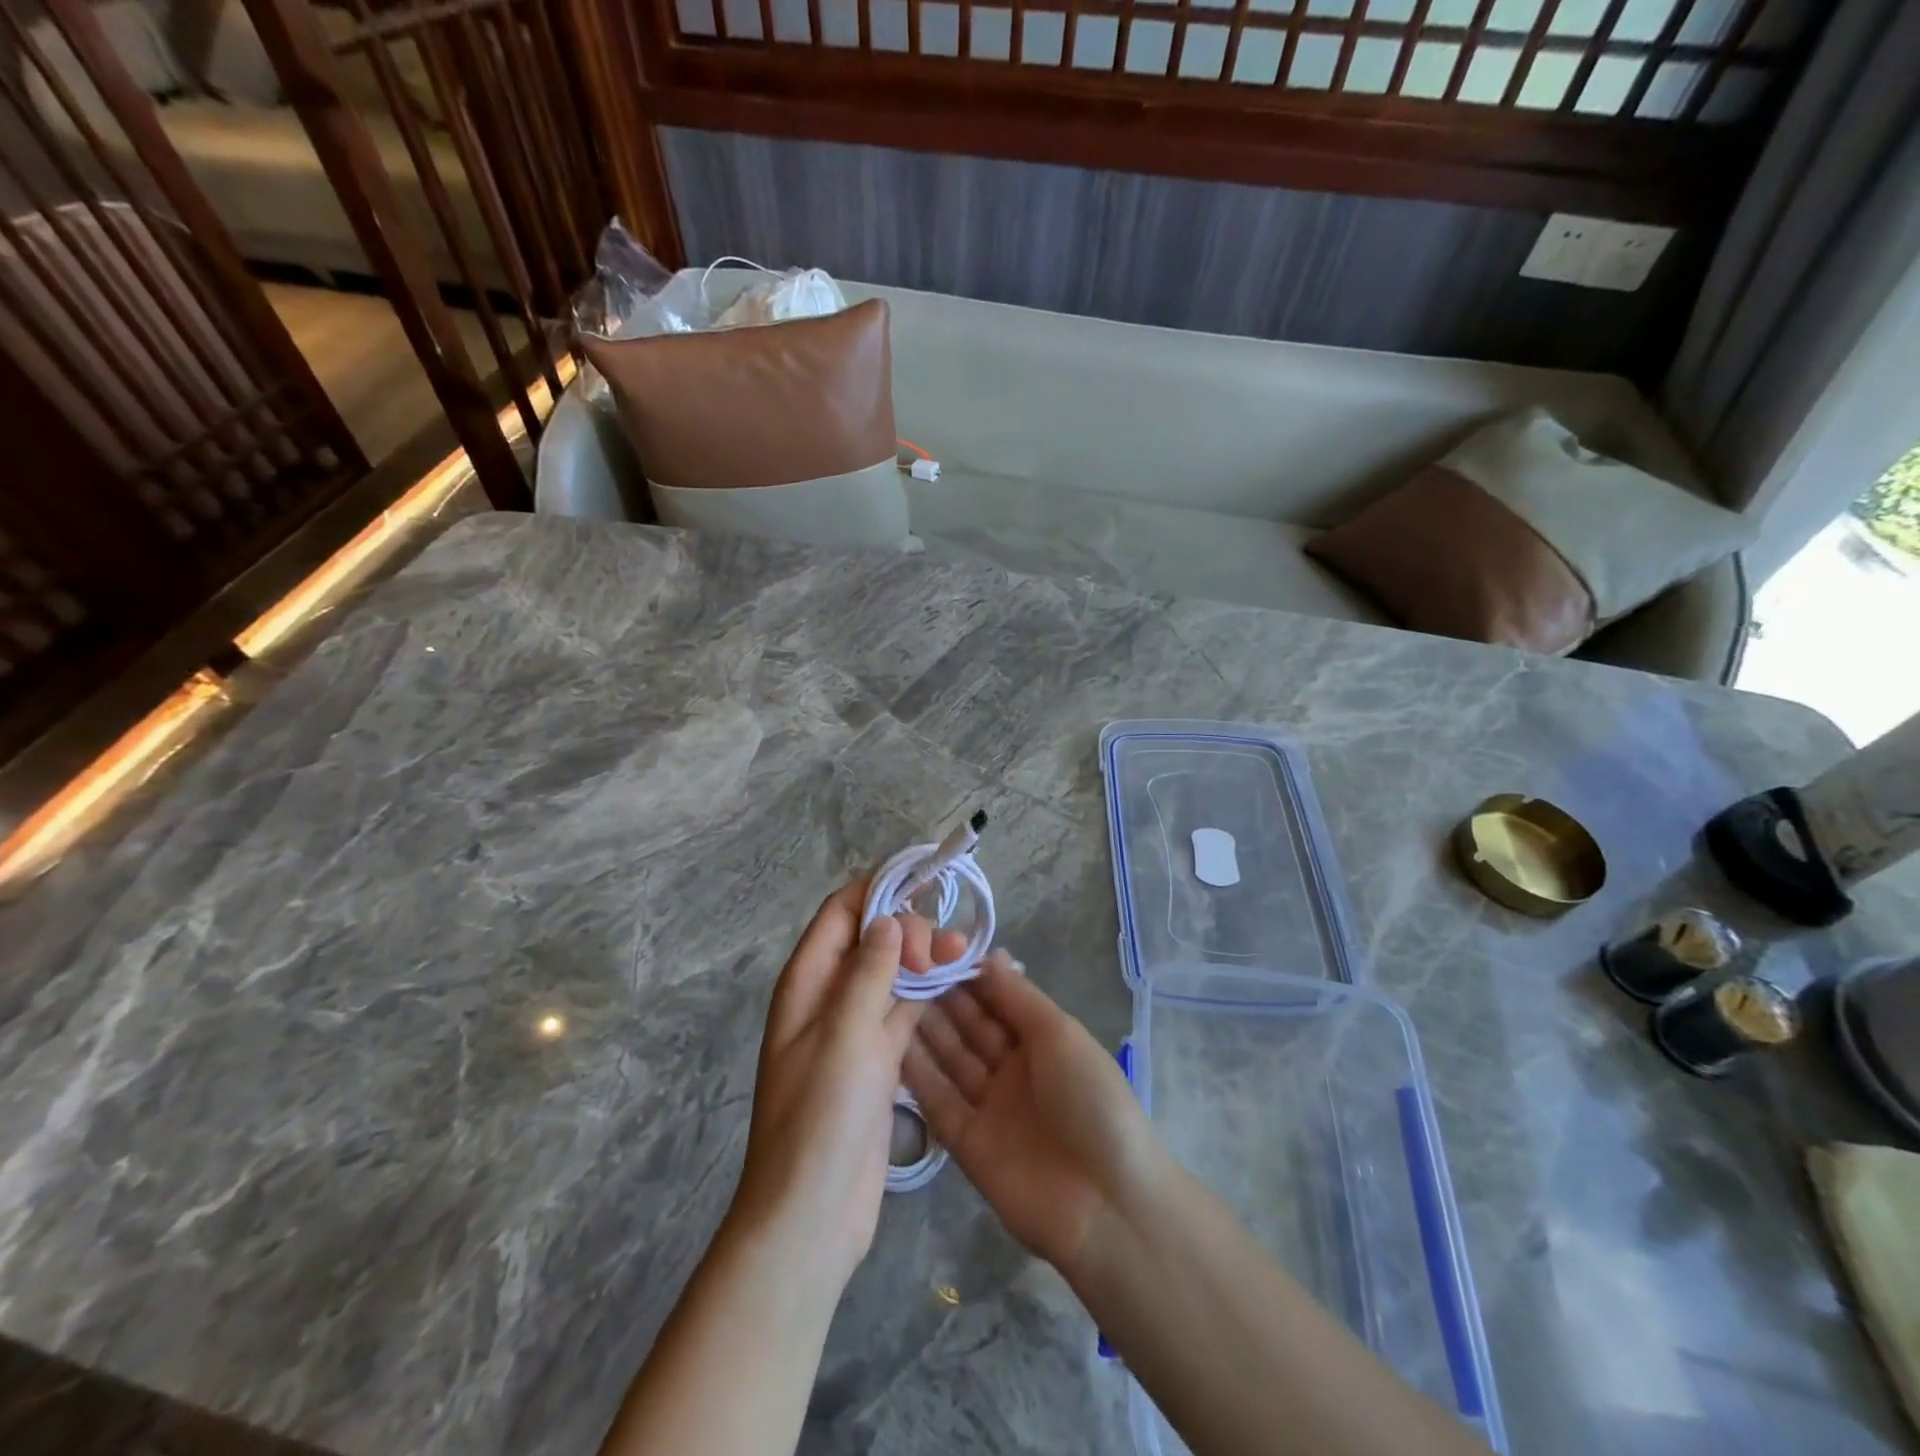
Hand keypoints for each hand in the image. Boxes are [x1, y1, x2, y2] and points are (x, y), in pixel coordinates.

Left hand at [728, 882, 963, 1291]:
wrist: (813, 1215)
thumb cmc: (821, 1116)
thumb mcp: (845, 1032)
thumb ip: (868, 970)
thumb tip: (886, 918)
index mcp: (808, 982)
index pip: (841, 913)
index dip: (878, 890)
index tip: (924, 883)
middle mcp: (829, 997)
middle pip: (871, 940)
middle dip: (911, 930)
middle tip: (949, 947)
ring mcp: (854, 1030)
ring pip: (893, 975)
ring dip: (925, 960)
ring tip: (966, 956)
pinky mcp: (878, 1060)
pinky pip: (904, 1011)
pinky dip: (929, 995)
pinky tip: (960, 985)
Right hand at [902, 952, 1165, 1277]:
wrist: (1105, 1203)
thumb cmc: (1091, 1101)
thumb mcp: (1060, 1035)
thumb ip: (1019, 997)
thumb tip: (987, 954)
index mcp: (1041, 1040)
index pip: (995, 999)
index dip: (966, 976)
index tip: (928, 949)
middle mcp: (1012, 1068)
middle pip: (969, 1027)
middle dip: (939, 999)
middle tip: (897, 969)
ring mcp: (988, 1106)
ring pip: (950, 1060)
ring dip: (923, 1031)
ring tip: (885, 998)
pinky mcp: (966, 1143)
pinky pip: (938, 1102)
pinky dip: (917, 1077)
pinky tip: (888, 1047)